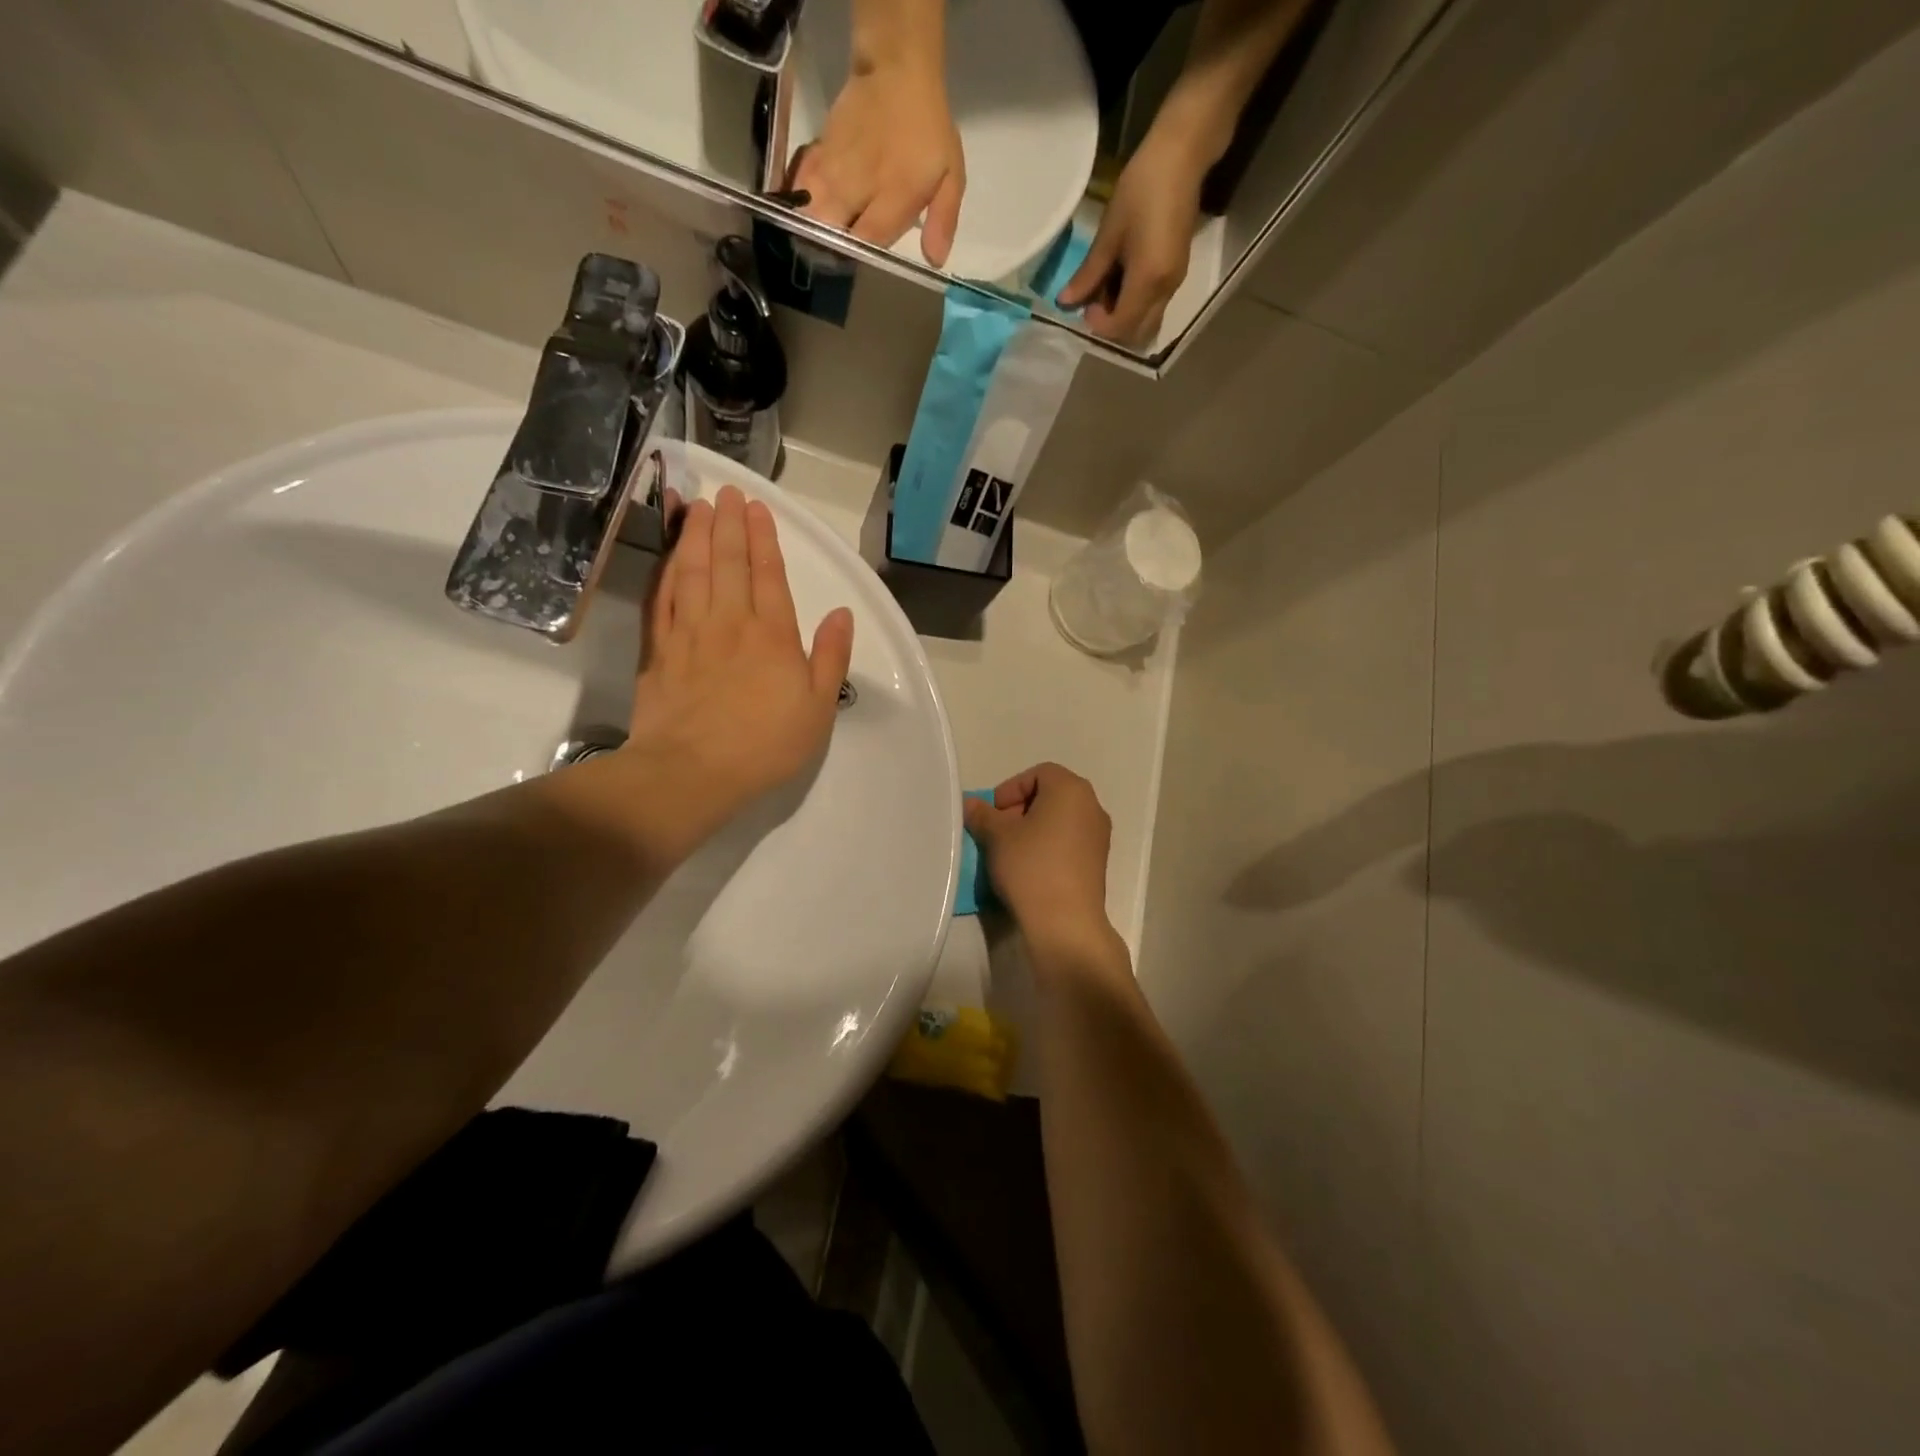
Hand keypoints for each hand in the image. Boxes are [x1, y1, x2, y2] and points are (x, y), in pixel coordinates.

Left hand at [621, 485, 854, 857]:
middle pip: (729, 562)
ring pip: (692, 571)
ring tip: (698, 506)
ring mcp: (689, 633)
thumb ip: (831, 658)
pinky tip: (668, 555)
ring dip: (697, 536)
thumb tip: (842, 614)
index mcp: (772, 635)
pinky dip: (666, 571)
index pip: (769, 574)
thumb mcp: (818, 709)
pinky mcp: (659, 650)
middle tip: (727, 492)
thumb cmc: (765, 744)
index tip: (757, 508)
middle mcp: (730, 622)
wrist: (693, 771)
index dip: (764, 538)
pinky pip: (662, 598)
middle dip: (729, 524)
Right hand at [790, 62, 965, 266]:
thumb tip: (935, 260)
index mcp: (893, 195)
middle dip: (829, 250)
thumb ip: (943, 220)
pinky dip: (798, 199)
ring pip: (810, 209)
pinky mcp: (818, 151)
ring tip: (814, 241)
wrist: (896, 69)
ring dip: (810, 228)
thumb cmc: (928, 129)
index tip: (860, 267)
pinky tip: (801, 209)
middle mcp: (858, 185)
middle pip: (831, 230)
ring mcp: (834, 167)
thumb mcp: (951, 175)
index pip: (868, 240)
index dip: (861, 259)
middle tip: (834, 259)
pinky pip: (799, 183)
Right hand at [964, 763, 1113, 949]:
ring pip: (1059, 820)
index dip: (1010, 789)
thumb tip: (971, 804)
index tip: (992, 814)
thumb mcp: (997, 837)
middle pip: (1050, 795)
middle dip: (1019, 809)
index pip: (1038, 773)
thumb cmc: (1031, 866)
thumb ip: (982, 814)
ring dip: (1032, 830)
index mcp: (1071, 789)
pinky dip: (1048, 846)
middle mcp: (1092, 806)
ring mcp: (1099, 835)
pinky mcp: (1098, 862)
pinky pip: (1068, 842)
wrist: (1065, 922)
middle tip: (997, 833)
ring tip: (1010, 853)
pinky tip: (1030, 870)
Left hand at [1057, 127, 1204, 345]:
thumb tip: (1065, 302)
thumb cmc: (1141, 189)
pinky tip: (1122, 280)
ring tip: (1107, 290)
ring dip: (1124, 318)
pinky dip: (1135, 305)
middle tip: (1094, 305)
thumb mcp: (1109, 234)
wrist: (1182, 156)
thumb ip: (1088, 274)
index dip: (1099, 326)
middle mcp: (1165, 290)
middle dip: (1113, 329)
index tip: (1085, 307)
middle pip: (1138, 334)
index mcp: (1148, 281)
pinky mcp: (1177, 273)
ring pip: (1147, 322)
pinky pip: (1154, 305)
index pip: (1120, 327)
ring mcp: (1175, 283)